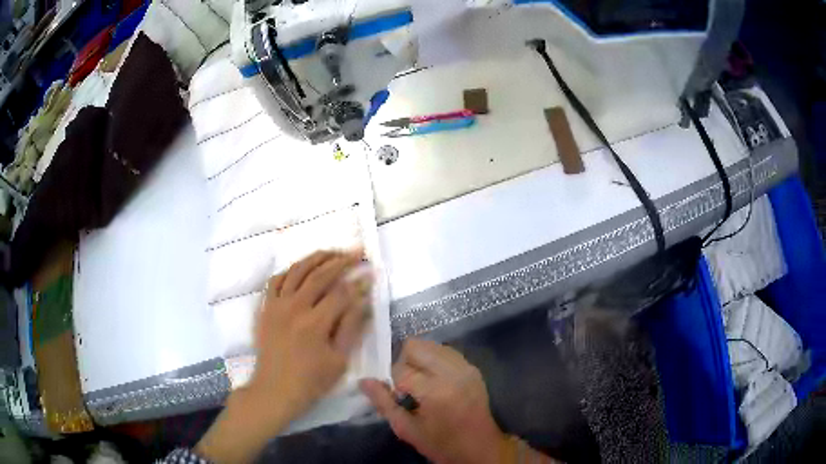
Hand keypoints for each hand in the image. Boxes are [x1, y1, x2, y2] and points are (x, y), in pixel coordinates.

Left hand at [196, 250, 371, 462]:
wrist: (274, 389)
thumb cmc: (311, 381)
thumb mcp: (339, 360)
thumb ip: (351, 327)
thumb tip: (363, 300)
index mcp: (316, 323)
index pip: (341, 293)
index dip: (358, 282)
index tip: (370, 273)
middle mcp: (295, 307)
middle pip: (320, 274)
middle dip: (341, 261)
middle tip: (357, 253)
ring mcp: (277, 304)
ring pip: (297, 270)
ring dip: (317, 258)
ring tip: (332, 252)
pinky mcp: (266, 307)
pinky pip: (276, 280)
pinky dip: (290, 270)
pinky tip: (301, 268)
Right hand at [359, 339, 506, 463]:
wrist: (479, 447)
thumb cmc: (440, 443)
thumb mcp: (406, 429)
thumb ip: (383, 403)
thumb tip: (364, 380)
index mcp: (435, 391)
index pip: (400, 369)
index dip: (391, 381)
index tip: (395, 395)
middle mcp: (452, 372)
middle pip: (415, 345)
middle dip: (403, 362)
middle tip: (405, 385)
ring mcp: (465, 367)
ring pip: (431, 345)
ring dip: (419, 359)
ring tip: (420, 382)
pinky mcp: (472, 368)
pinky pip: (446, 351)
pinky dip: (435, 360)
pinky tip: (434, 379)